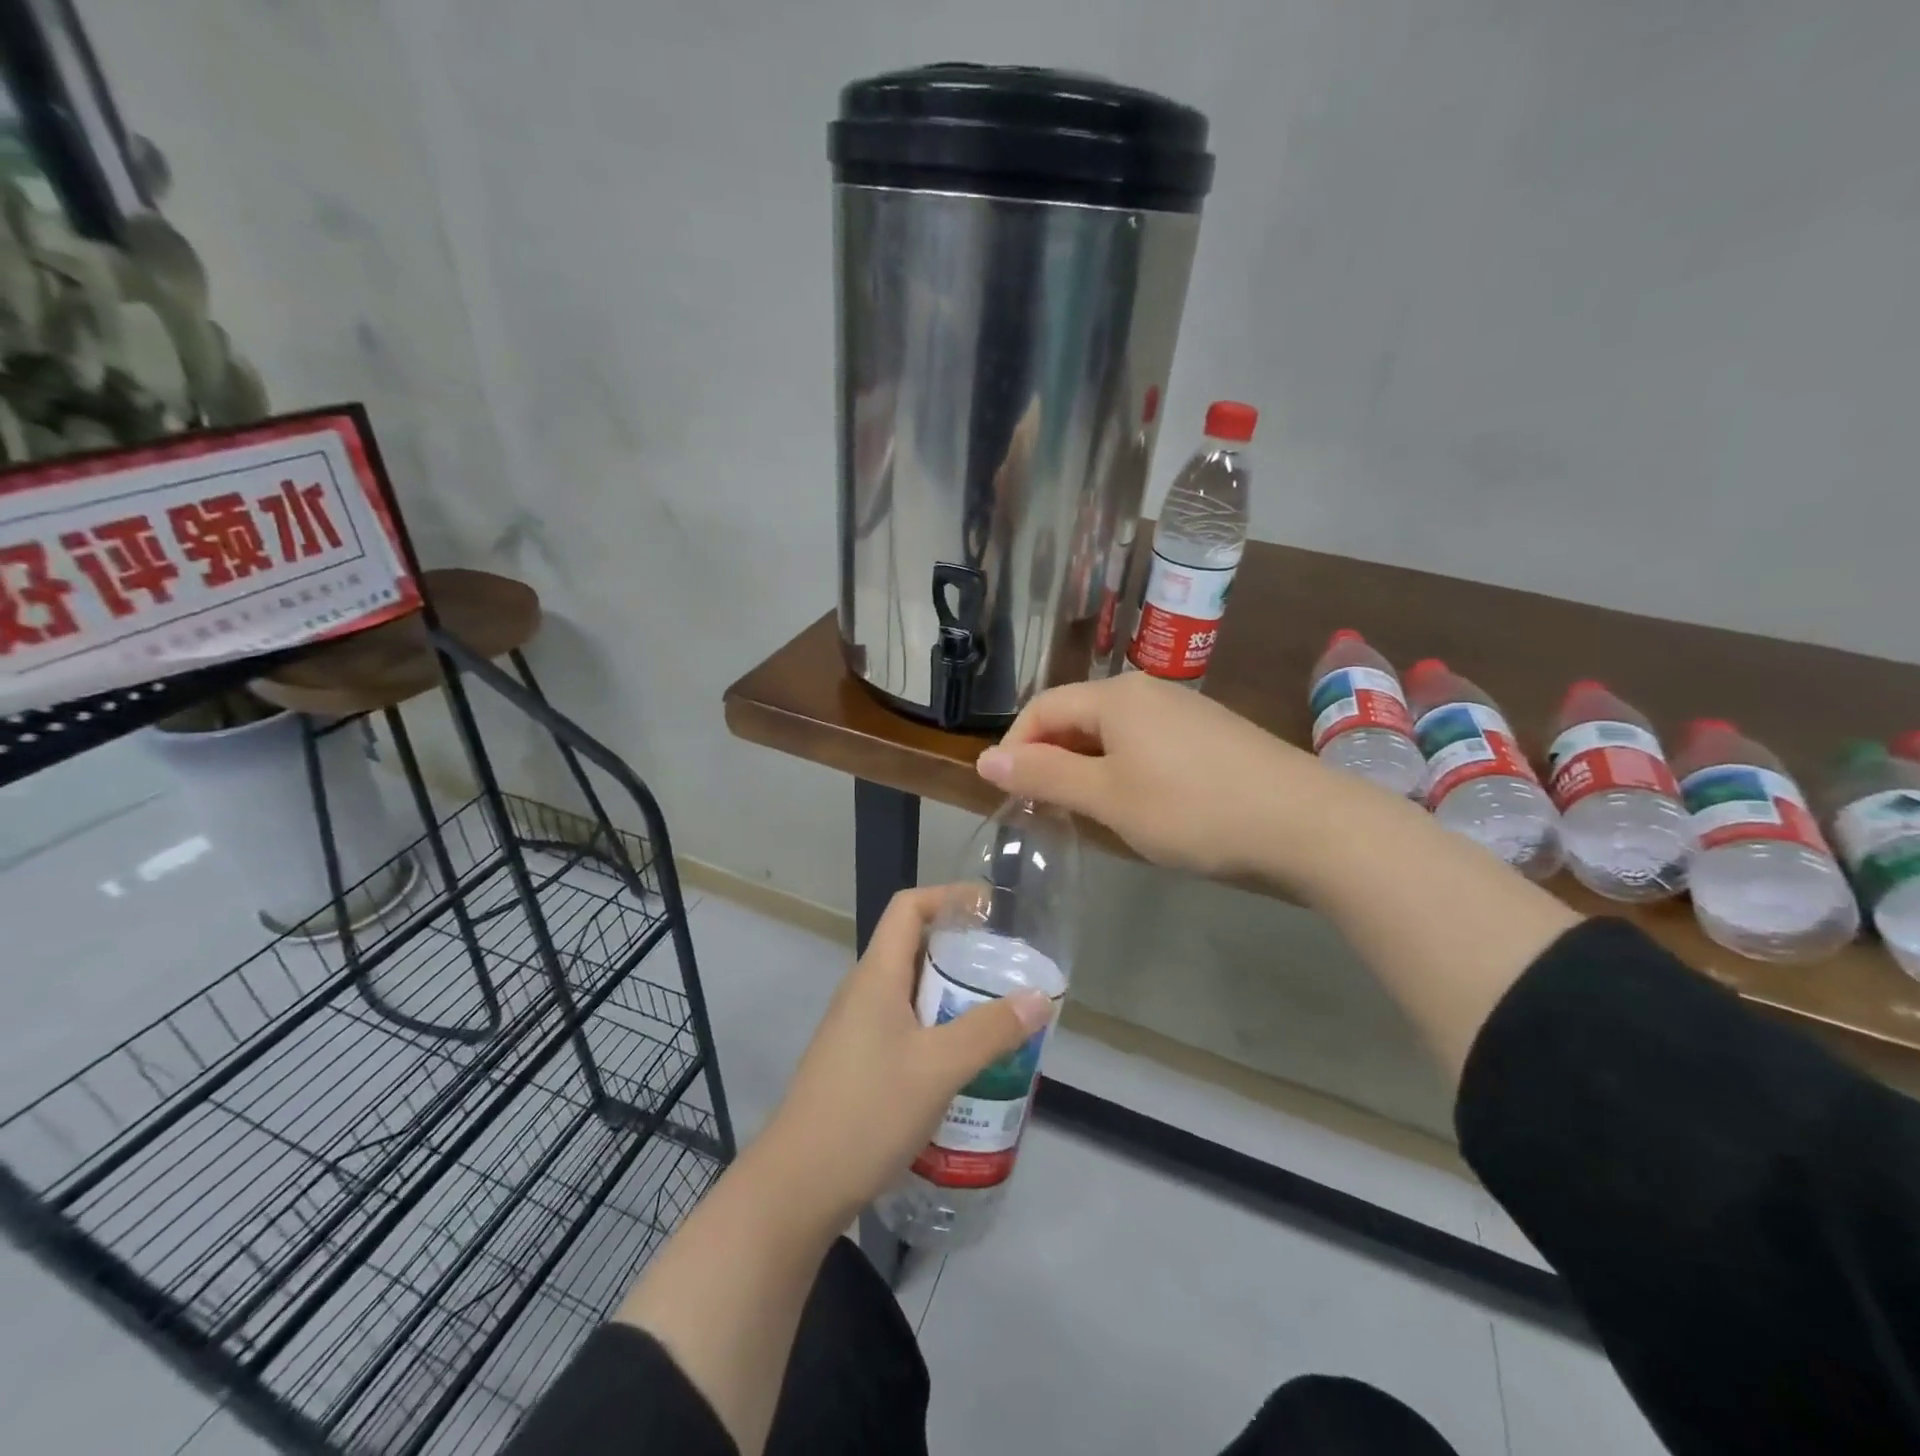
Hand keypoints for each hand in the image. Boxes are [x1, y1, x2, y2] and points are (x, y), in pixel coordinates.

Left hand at [759, 886, 1051, 1223]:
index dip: (949, 896)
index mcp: (876, 975)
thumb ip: (990, 1030)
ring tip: (997, 1015)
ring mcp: (857, 1029)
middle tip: (1007, 969)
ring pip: (912, 992)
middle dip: (962, 952)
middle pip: (914, 947)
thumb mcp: (938, 1068)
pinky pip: (905, 1026)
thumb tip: (1040, 996)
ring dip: (953, 995)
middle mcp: (863, 992)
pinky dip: (938, 1029)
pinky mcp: (858, 1063)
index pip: (909, 907)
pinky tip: (965, 1064)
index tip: (991, 909)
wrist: (798, 1187)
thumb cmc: (867, 1112)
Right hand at [975, 673, 1329, 881]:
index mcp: (1115, 696)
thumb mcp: (1107, 797)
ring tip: (1086, 811)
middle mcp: (1146, 690)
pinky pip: (1145, 743)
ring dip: (1086, 767)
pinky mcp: (1209, 733)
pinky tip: (1137, 804)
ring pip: (1112, 732)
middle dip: (1051, 759)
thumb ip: (1044, 775)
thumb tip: (985, 758)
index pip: (1042, 708)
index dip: (1016, 748)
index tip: (1009, 795)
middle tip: (1044, 809)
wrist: (1306, 823)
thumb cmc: (1192, 809)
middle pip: (1077, 716)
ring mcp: (1183, 710)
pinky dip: (1123, 769)